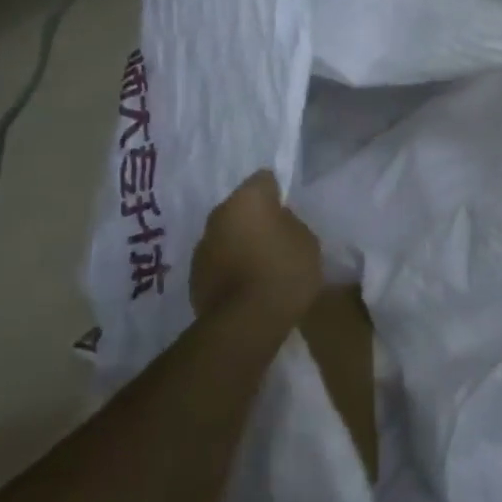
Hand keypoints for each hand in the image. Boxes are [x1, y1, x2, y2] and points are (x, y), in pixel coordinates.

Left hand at [189, 171, 323, 320]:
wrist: (246, 322)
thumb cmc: (284, 271)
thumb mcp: (307, 240)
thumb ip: (290, 223)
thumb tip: (276, 222)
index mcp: (247, 199)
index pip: (263, 179)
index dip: (277, 191)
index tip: (287, 207)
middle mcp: (219, 215)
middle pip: (240, 207)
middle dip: (255, 218)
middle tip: (276, 235)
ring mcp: (202, 246)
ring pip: (226, 234)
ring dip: (239, 242)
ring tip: (260, 263)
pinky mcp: (194, 276)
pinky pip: (218, 261)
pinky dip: (230, 266)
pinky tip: (247, 283)